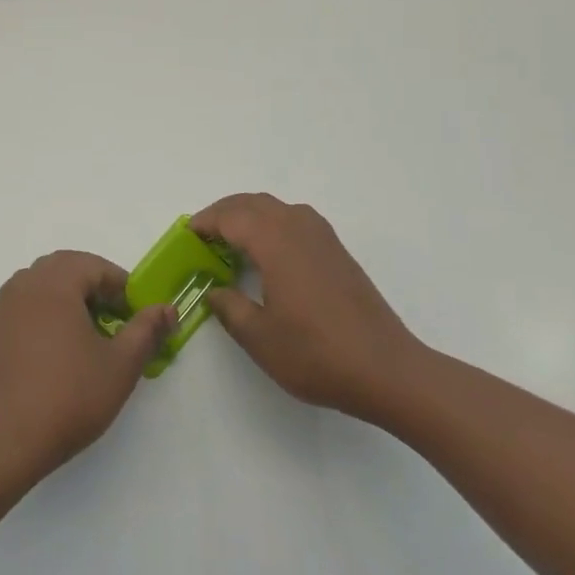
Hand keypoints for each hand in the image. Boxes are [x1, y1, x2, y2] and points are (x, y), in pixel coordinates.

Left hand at [0, 251, 174, 489]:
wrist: (6, 441)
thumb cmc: (69, 397)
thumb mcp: (121, 365)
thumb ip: (147, 330)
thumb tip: (167, 308)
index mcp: (54, 283)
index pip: (95, 266)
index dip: (121, 287)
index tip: (137, 317)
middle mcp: (24, 285)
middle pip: (66, 268)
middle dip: (95, 287)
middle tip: (115, 319)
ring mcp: (3, 308)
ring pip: (43, 285)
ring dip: (69, 297)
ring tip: (89, 334)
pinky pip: (26, 306)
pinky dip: (47, 313)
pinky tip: (59, 351)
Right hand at [193, 194, 425, 423]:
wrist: (387, 370)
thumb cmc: (317, 354)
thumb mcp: (259, 338)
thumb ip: (229, 308)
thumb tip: (215, 291)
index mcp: (275, 242)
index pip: (231, 217)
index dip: (205, 223)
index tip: (186, 236)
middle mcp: (298, 228)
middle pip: (253, 203)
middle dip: (224, 213)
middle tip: (203, 235)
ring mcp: (323, 237)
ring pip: (276, 208)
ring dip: (249, 215)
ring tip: (231, 240)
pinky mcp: (338, 252)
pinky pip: (295, 220)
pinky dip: (272, 224)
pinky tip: (269, 253)